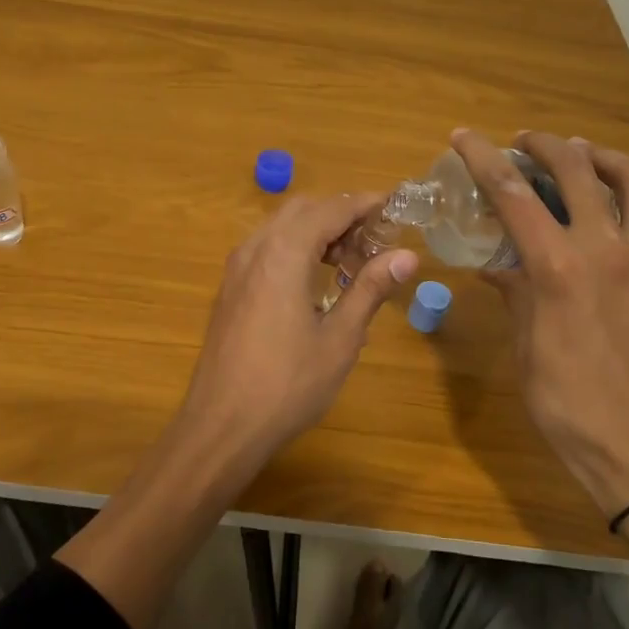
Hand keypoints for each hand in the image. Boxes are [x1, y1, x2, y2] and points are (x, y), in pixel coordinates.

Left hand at [182, 193, 418, 455]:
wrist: (221, 424)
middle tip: (375, 239)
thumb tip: (407, 256)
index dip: (364, 204)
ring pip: (280, 227)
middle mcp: (255, 248)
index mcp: (283, 253)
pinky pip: (265, 248)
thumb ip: (370, 289)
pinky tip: (314, 280)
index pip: (330, 210)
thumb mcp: (340, 339)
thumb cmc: (287, 384)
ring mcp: (236, 268)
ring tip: (351, 261)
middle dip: (340, 215)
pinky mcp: (229, 289)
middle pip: (302, 210)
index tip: (395, 207)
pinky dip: (294, 247)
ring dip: (316, 231)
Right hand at [449, 129, 628, 520]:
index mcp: (558, 266)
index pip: (511, 193)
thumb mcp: (526, 345)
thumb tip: (496, 262)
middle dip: (546, 145)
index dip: (483, 157)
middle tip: (528, 143)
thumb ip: (515, 291)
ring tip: (590, 156)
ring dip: (608, 159)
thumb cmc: (569, 404)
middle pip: (576, 170)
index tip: (464, 136)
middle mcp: (609, 249)